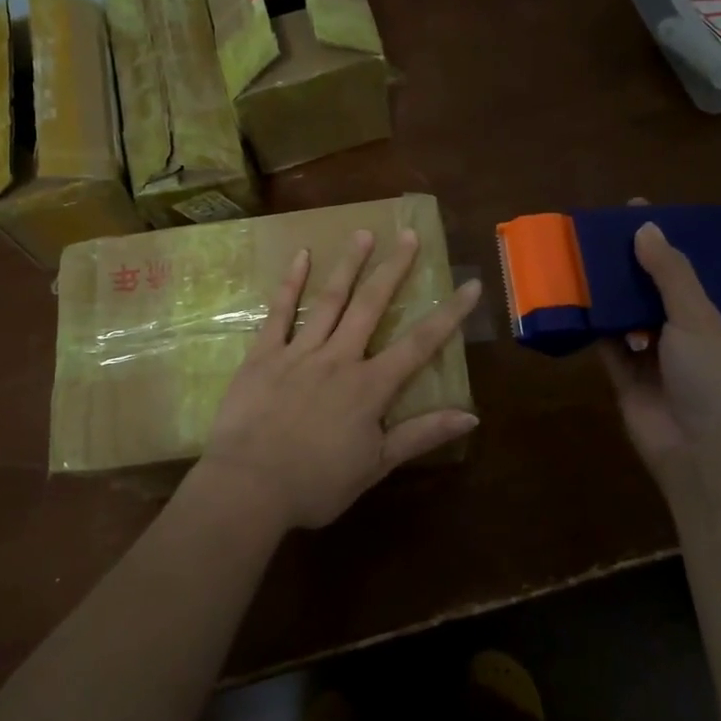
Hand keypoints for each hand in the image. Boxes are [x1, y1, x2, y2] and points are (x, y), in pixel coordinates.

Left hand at [195, 228, 482, 531]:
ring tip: (363, 233)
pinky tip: (301, 256)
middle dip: (394, 269)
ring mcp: (299, 351)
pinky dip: (290, 283)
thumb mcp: (376, 465)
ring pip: (330, 300)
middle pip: (372, 305)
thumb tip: (472, 415)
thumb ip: (421, 435)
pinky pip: (279, 312)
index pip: (420, 344)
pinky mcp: (263, 354)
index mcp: (370, 387)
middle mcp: (339, 358)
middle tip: (409, 235)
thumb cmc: (316, 484)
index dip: (448, 314)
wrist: (249, 487)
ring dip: (349, 265)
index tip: (470, 285)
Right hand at [599, 217, 720, 475]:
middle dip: (635, 263)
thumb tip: (644, 228)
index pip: (700, 271)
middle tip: (605, 230)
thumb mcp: (699, 317)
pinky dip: (591, 323)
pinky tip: (571, 296)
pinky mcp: (626, 375)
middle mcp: (691, 333)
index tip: (647, 214)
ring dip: (609, 291)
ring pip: (628, 313)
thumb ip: (670, 273)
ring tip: (582, 255)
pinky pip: (605, 341)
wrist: (701, 454)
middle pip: (659, 288)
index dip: (677, 242)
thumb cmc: (714, 379)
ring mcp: (657, 355)